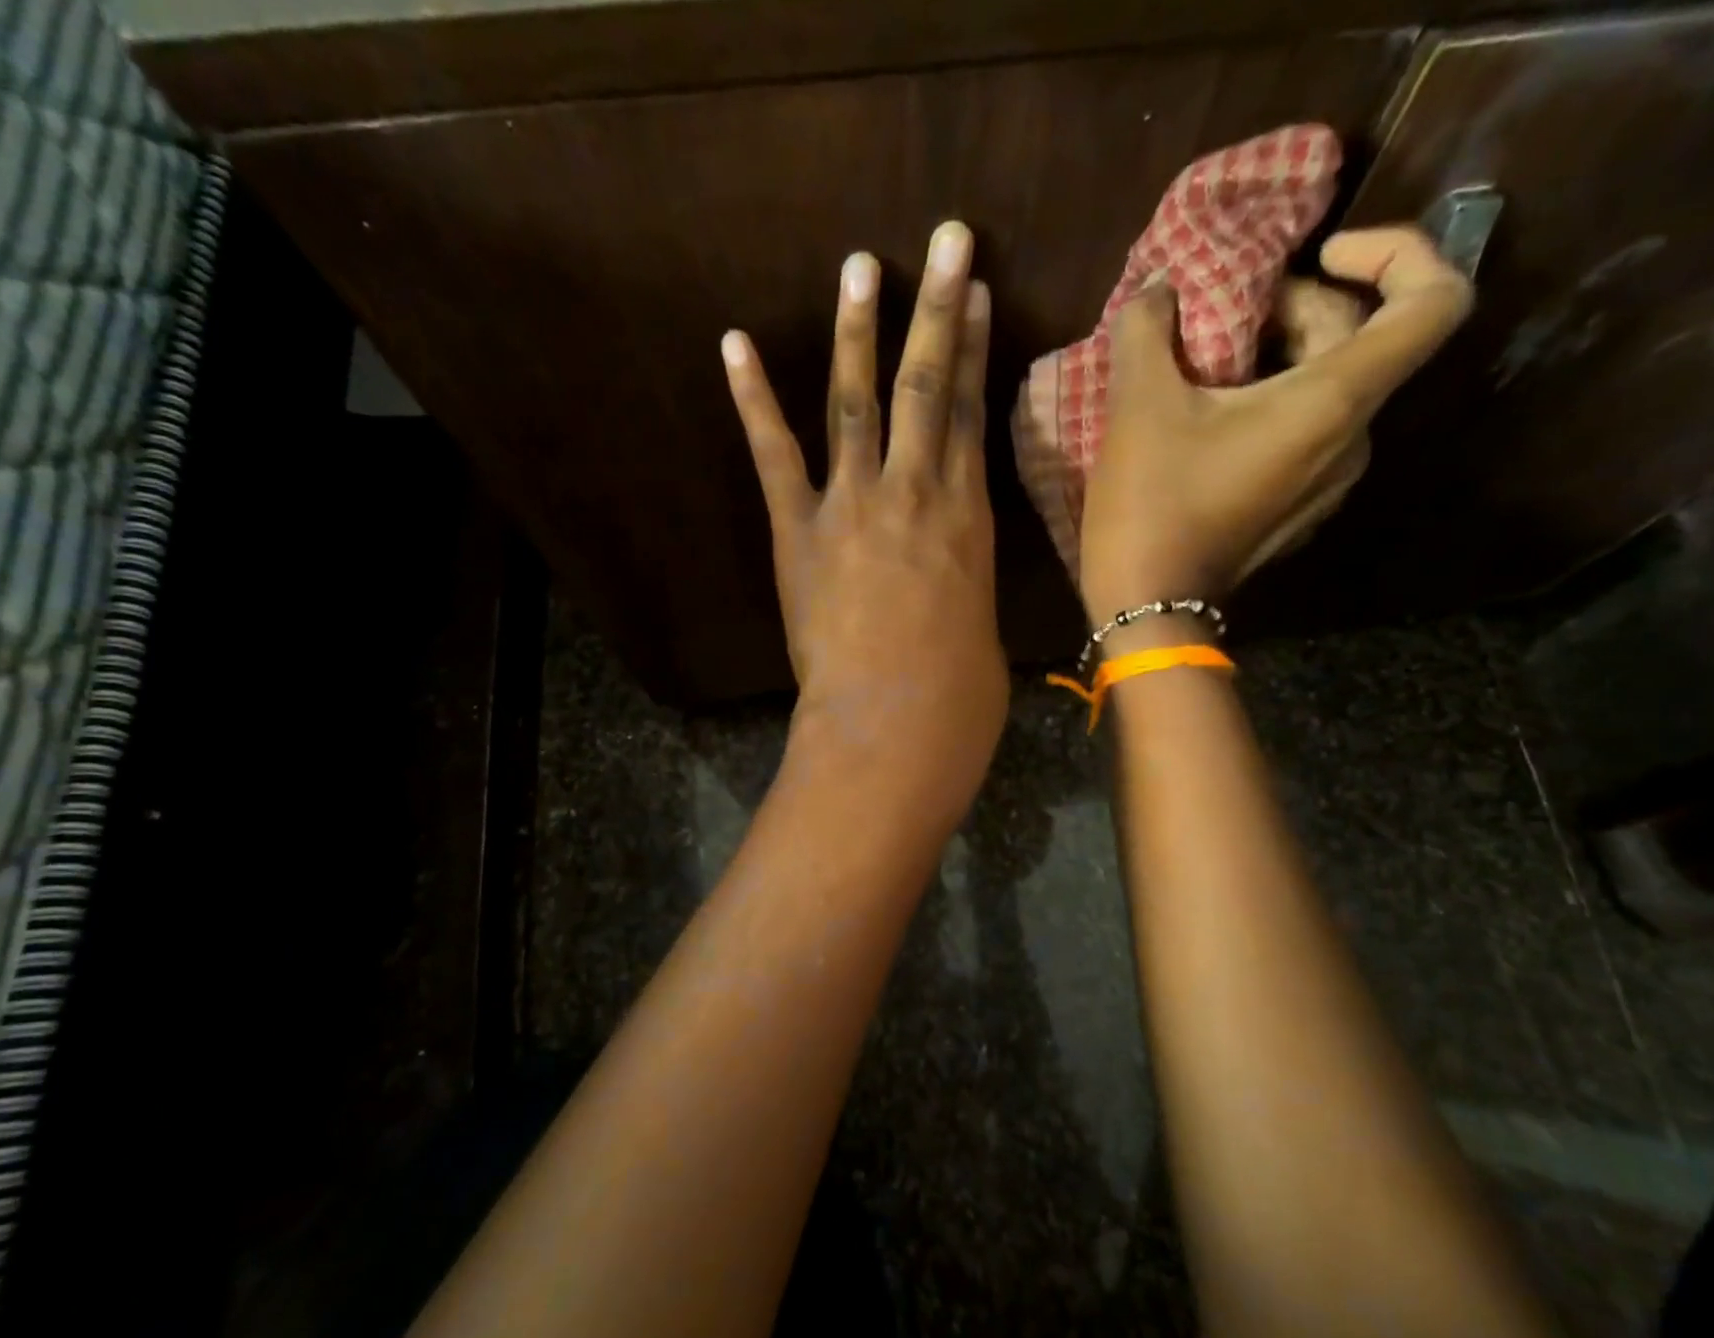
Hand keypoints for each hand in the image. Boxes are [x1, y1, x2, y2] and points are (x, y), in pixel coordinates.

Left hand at [723, 221, 1008, 829]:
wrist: (898, 723)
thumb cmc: (958, 694)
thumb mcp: (979, 629)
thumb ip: (962, 587)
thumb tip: (950, 581)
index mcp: (968, 517)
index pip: (972, 414)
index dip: (973, 349)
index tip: (974, 295)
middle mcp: (917, 491)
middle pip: (927, 385)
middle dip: (936, 307)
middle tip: (944, 238)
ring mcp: (855, 504)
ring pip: (857, 401)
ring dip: (858, 330)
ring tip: (860, 265)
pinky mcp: (800, 529)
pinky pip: (775, 453)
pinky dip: (752, 398)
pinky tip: (734, 344)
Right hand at [1078, 226, 1473, 626]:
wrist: (1148, 608)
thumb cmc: (1151, 505)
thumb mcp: (1138, 405)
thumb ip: (1148, 328)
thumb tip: (1160, 293)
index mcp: (1333, 402)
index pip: (1435, 300)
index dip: (1398, 251)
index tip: (1323, 254)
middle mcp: (1353, 440)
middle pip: (1361, 340)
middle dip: (1298, 308)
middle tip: (1222, 316)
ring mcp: (1329, 484)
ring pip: (1329, 391)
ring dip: (1279, 359)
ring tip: (1207, 366)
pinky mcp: (1299, 512)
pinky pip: (1306, 436)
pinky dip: (1272, 407)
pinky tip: (1210, 422)